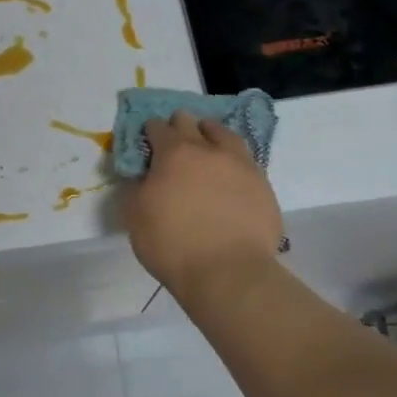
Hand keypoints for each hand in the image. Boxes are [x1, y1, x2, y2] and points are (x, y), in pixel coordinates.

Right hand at [124, 113, 281, 296]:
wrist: (228, 273)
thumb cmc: (172, 243)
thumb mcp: (134, 216)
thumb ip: (133, 188)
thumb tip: (139, 176)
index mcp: (174, 152)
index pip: (158, 127)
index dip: (150, 131)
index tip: (148, 141)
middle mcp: (209, 150)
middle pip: (192, 123)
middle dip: (180, 126)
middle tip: (175, 142)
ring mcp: (241, 165)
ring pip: (225, 135)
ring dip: (212, 135)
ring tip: (208, 146)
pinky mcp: (263, 185)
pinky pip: (246, 162)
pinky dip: (234, 162)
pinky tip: (230, 176)